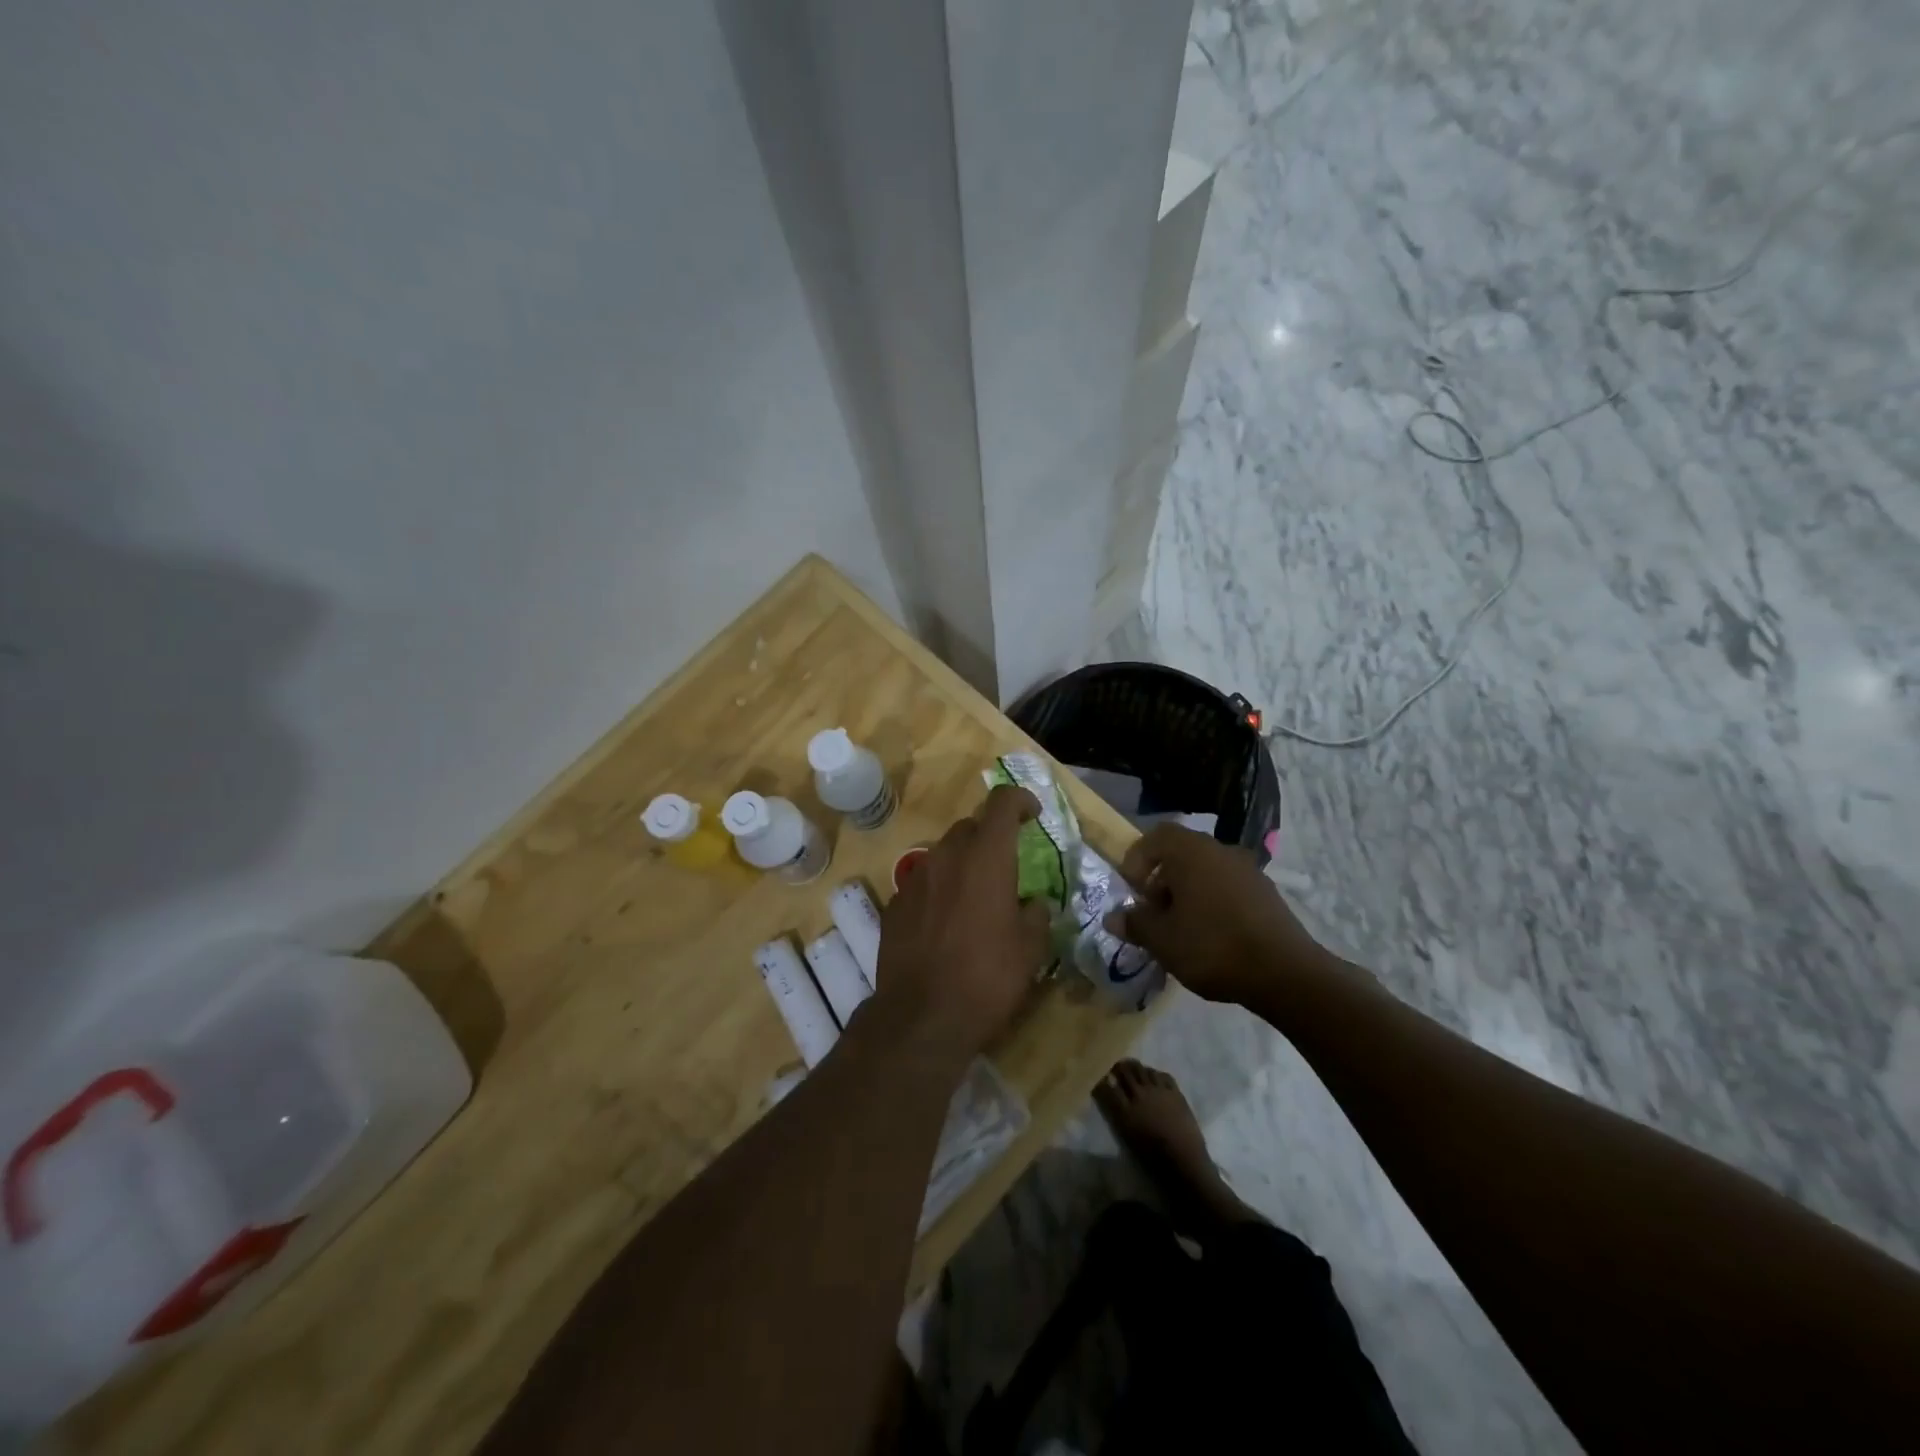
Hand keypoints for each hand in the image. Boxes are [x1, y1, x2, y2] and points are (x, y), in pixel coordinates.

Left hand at [874, 784, 1052, 1060]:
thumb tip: (1032, 903)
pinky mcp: (894, 904)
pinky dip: (939, 889)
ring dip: (962, 863)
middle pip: (969, 827)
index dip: (1019, 799)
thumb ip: (1036, 914)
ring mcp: (915, 879)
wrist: (921, 1017)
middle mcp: (946, 857)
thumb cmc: (987, 978)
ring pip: (943, 854)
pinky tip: (945, 922)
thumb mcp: (1030, 949)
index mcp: (986, 858)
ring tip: (975, 897)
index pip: (1001, 803)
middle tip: (1005, 865)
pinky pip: (923, 882)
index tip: (1032, 813)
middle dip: (989, 836)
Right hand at [1106, 825, 1333, 1006]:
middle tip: (1154, 914)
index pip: (1156, 836)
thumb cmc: (1212, 946)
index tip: (1134, 892)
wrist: (1286, 973)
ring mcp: (1248, 870)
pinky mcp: (1266, 894)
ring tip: (1180, 930)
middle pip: (1181, 854)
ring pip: (1205, 872)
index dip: (1137, 860)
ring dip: (1187, 894)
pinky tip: (1211, 938)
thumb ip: (1135, 923)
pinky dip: (1212, 903)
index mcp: (1191, 851)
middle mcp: (1220, 850)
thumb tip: (1114, 917)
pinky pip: (1227, 888)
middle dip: (1161, 881)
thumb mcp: (1162, 940)